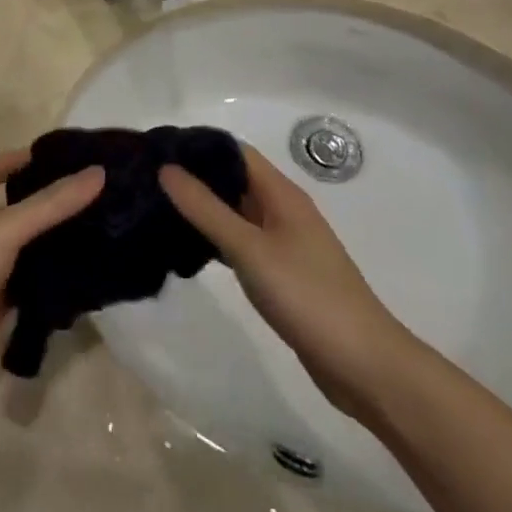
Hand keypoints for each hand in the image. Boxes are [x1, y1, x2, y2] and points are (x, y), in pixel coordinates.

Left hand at [0, 150, 104, 397]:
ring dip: (57, 237)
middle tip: (98, 191)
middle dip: (52, 198)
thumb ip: (51, 204)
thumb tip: (98, 172)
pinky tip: (89, 269)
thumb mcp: (6, 228)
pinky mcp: (0, 299)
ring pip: (29, 244)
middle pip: (19, 205)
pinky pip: (33, 279)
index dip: (27, 157)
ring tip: (104, 224)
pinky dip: (55, 274)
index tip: (69, 155)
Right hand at [160, 146, 415, 418]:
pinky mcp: (280, 273)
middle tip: (146, 179)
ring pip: (234, 211)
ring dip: (201, 207)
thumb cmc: (308, 297)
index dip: (197, 146)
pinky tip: (185, 247)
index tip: (155, 148)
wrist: (365, 366)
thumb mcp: (250, 249)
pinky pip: (239, 241)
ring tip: (156, 207)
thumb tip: (166, 168)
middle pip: (233, 179)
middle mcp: (283, 210)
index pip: (234, 151)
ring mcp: (283, 243)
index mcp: (282, 194)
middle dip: (193, 176)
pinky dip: (213, 237)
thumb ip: (206, 209)